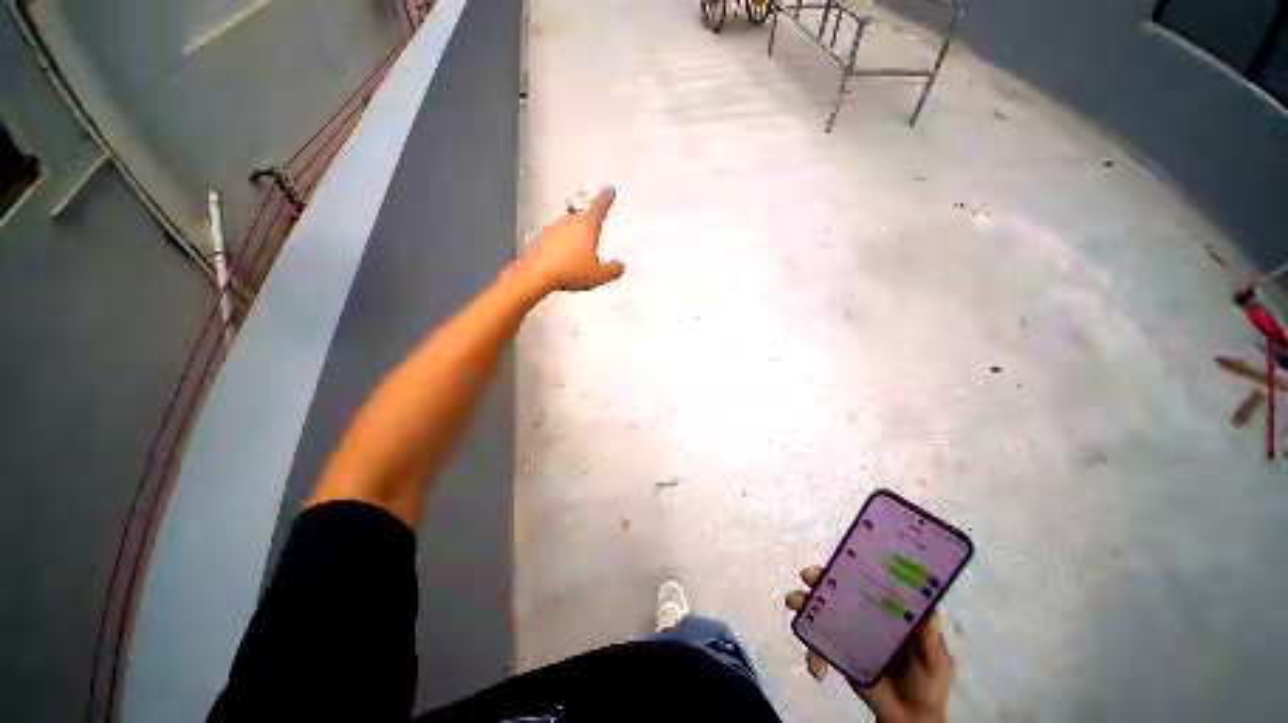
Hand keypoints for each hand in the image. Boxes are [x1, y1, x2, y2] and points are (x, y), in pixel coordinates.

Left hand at [519, 186, 624, 292]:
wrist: (536, 275)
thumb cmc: (566, 270)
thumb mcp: (599, 275)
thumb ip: (613, 270)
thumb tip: (619, 267)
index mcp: (587, 226)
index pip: (600, 206)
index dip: (607, 198)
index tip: (609, 191)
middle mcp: (570, 223)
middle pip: (584, 219)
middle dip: (591, 228)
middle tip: (596, 239)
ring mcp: (554, 229)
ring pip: (570, 230)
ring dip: (576, 240)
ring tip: (580, 259)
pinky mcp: (542, 239)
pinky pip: (556, 240)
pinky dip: (562, 248)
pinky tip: (564, 264)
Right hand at [785, 565, 954, 722]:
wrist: (911, 719)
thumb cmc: (928, 683)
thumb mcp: (938, 661)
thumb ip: (931, 640)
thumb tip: (928, 609)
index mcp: (885, 609)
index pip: (862, 579)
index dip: (847, 567)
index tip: (835, 562)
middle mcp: (862, 614)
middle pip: (834, 589)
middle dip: (817, 579)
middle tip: (807, 579)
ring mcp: (847, 633)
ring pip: (818, 611)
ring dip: (802, 607)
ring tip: (794, 612)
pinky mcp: (837, 653)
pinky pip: (816, 647)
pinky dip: (812, 654)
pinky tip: (817, 670)